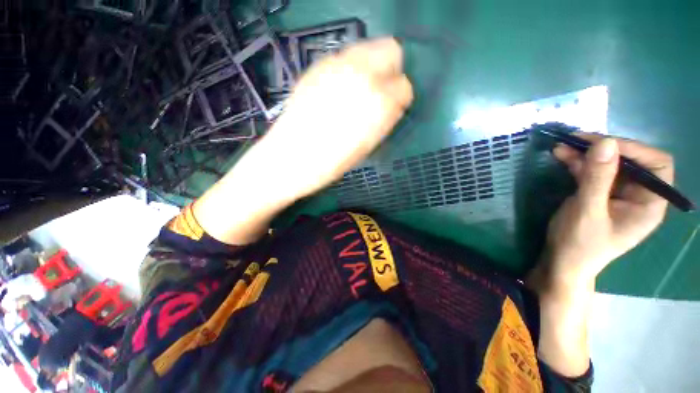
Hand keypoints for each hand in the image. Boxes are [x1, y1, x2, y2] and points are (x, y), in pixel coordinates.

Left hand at [258, 37, 412, 199]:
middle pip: (391, 49)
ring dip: (370, 66)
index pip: (405, 86)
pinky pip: (343, 58)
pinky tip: (339, 89)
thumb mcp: (368, 145)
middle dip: (391, 69)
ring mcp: (337, 66)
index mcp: (379, 104)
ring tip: (359, 89)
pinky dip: (349, 69)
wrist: (292, 157)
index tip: (394, 106)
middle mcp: (362, 75)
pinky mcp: (317, 67)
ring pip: (367, 48)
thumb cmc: (333, 161)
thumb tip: (393, 105)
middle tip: (381, 89)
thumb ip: (385, 119)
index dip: (400, 98)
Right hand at [532, 134, 673, 291]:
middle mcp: (638, 195)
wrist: (561, 260)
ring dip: (586, 153)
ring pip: (607, 164)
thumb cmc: (580, 243)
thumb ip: (598, 178)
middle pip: (630, 161)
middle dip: (604, 149)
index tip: (603, 145)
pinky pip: (591, 171)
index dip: (635, 150)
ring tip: (563, 145)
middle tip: (577, 140)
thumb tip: (605, 142)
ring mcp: (616, 193)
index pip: (656, 165)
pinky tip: (562, 154)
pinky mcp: (597, 193)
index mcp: (649, 204)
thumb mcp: (588, 211)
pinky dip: (577, 162)